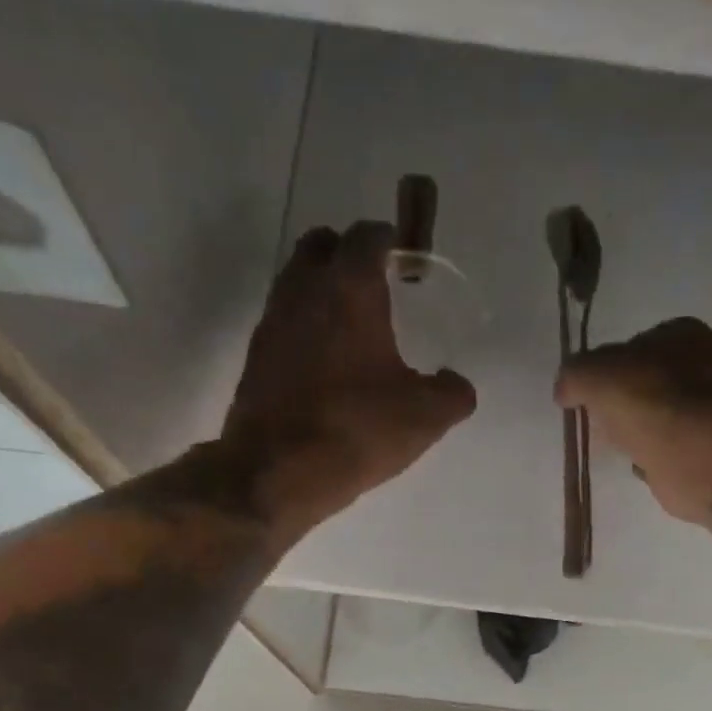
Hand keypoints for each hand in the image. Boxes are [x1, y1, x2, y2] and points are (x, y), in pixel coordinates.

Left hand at [226, 220, 475, 533]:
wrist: (274, 474)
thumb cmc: (355, 431)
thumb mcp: (425, 417)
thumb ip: (452, 393)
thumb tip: (456, 384)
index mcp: (349, 288)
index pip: (368, 236)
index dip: (392, 242)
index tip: (408, 263)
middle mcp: (304, 290)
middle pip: (322, 246)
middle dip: (350, 256)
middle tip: (378, 288)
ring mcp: (272, 322)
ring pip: (297, 282)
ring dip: (323, 291)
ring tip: (354, 329)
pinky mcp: (255, 358)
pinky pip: (284, 323)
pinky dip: (306, 328)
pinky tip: (327, 366)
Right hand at [555, 317, 711, 525]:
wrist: (697, 453)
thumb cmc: (649, 400)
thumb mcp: (594, 375)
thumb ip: (574, 376)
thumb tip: (564, 390)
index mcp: (685, 333)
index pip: (637, 344)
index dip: (609, 367)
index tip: (590, 393)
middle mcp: (708, 362)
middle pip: (652, 380)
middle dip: (626, 400)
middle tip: (601, 421)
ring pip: (663, 414)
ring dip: (641, 429)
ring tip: (618, 445)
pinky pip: (673, 445)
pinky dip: (656, 454)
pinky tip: (641, 463)